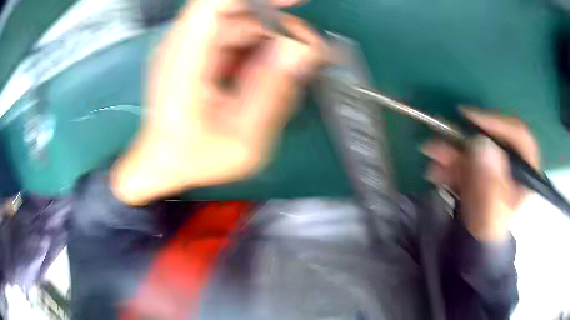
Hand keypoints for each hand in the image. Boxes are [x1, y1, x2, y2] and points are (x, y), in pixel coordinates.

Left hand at [111, 0, 324, 204]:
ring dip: (271, 36)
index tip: (294, 3)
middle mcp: (181, 46)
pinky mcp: (195, 51)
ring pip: (238, 20)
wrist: (166, 163)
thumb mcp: (243, 139)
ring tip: (289, 68)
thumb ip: (273, 91)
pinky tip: (268, 68)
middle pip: (236, 10)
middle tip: (306, 53)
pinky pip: (233, 32)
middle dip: (278, 24)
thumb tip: (302, 49)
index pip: (214, 5)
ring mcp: (186, 46)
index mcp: (184, 65)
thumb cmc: (195, 159)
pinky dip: (258, 43)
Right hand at [421, 108, 539, 241]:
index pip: (519, 136)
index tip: (470, 118)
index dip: (497, 123)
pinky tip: (436, 170)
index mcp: (525, 171)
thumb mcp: (491, 215)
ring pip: (477, 146)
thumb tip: (482, 144)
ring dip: (452, 147)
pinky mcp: (482, 166)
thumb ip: (490, 185)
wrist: (477, 242)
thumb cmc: (488, 231)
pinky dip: (449, 160)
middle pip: (493, 137)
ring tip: (432, 153)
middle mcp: (512, 160)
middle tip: (442, 132)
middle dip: (466, 137)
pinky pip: (466, 157)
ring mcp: (496, 162)